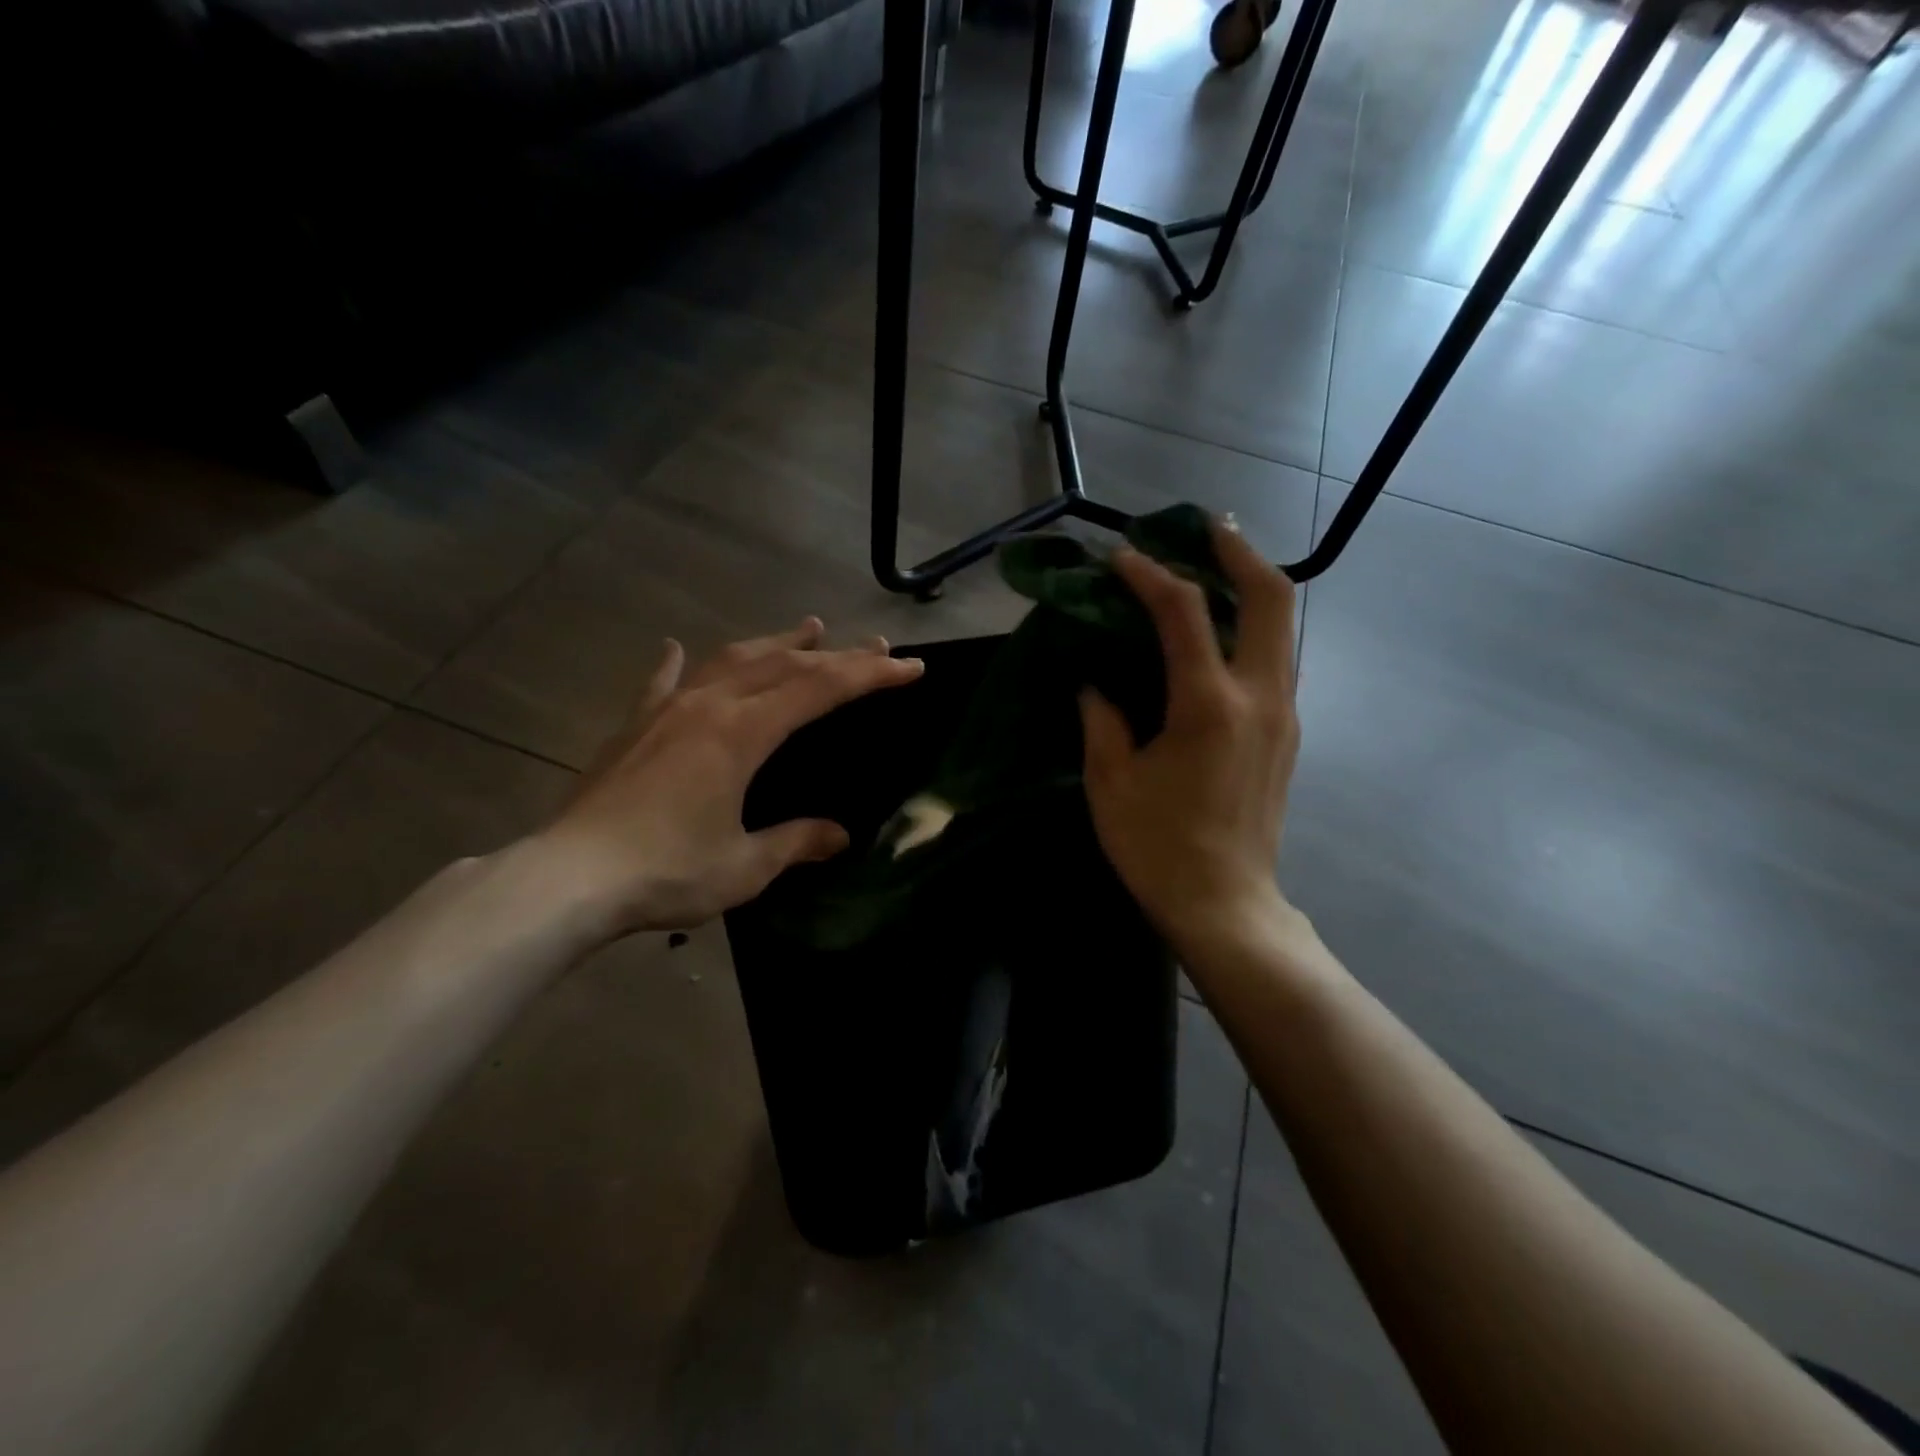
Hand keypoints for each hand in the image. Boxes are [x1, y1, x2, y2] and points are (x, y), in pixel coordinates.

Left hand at [528, 620, 923, 938]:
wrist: (568, 878)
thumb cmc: (665, 872)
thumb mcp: (744, 865)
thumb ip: (795, 842)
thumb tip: (838, 835)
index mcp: (743, 732)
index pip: (821, 689)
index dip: (870, 674)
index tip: (909, 666)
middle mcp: (709, 706)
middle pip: (784, 665)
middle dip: (837, 654)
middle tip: (876, 645)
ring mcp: (667, 710)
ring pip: (732, 660)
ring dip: (775, 643)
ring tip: (808, 627)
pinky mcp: (635, 727)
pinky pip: (664, 683)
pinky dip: (679, 663)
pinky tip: (676, 648)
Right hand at [1079, 520, 1301, 961]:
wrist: (1225, 903)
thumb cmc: (1158, 846)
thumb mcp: (1110, 781)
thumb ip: (1103, 719)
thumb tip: (1096, 683)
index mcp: (1208, 706)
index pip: (1183, 613)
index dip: (1150, 575)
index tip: (1122, 558)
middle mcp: (1259, 697)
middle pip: (1271, 597)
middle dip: (1239, 552)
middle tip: (1206, 527)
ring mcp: (1283, 715)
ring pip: (1283, 626)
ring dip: (1252, 586)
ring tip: (1215, 567)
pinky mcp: (1286, 733)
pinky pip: (1276, 659)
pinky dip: (1253, 627)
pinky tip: (1220, 631)